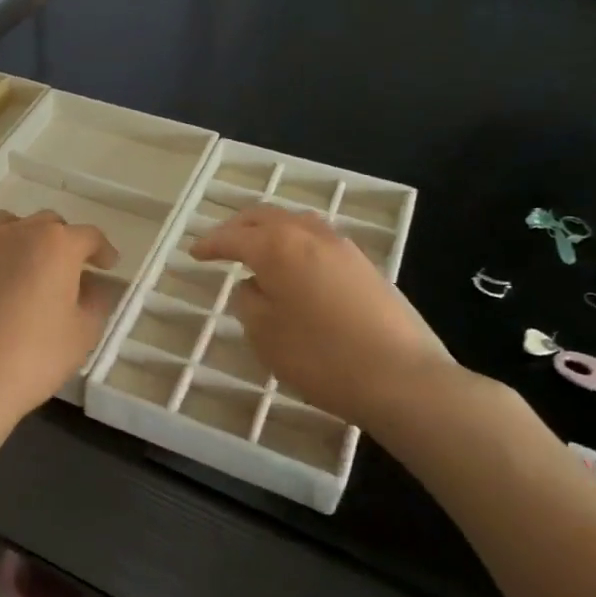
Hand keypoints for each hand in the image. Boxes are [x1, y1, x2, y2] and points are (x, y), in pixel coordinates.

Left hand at [0, 210, 119, 438]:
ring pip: (5, 226)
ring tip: (25, 264)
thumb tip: (91, 285)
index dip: (102, 250)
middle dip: (63, 241)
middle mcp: (16, 234)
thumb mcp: (83, 334)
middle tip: (69, 269)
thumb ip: (95, 301)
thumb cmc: (33, 358)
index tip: (108, 265)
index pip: (88, 236)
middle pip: (46, 224)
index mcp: (56, 245)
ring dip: (21, 238)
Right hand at [192, 205, 455, 426]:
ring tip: (257, 251)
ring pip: (297, 223)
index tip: (194, 253)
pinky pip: (319, 241)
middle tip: (220, 243)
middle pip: (266, 217)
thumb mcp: (265, 335)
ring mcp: (344, 248)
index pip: (234, 237)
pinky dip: (296, 244)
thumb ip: (249, 302)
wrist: (401, 378)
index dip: (211, 244)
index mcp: (278, 247)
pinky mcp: (366, 266)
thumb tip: (254, 286)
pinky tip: (296, 268)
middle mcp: (310, 235)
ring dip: (271, 231)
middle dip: (238, 227)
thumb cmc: (321, 357)